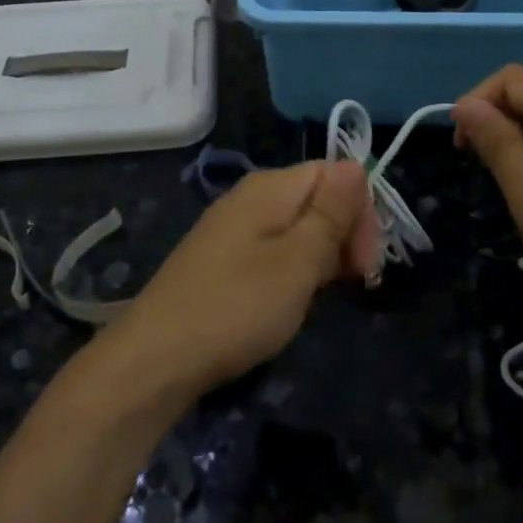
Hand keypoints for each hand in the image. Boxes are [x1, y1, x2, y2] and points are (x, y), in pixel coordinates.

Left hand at [96, 161, 380, 400]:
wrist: (156, 357)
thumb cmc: (236, 307)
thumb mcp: (297, 262)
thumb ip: (331, 213)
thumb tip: (357, 165)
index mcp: (270, 187)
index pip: (335, 173)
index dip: (361, 211)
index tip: (366, 263)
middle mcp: (251, 196)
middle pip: (316, 197)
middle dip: (343, 234)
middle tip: (351, 283)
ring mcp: (233, 227)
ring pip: (297, 226)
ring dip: (320, 256)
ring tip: (318, 296)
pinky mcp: (222, 257)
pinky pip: (273, 248)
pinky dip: (292, 269)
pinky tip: (289, 301)